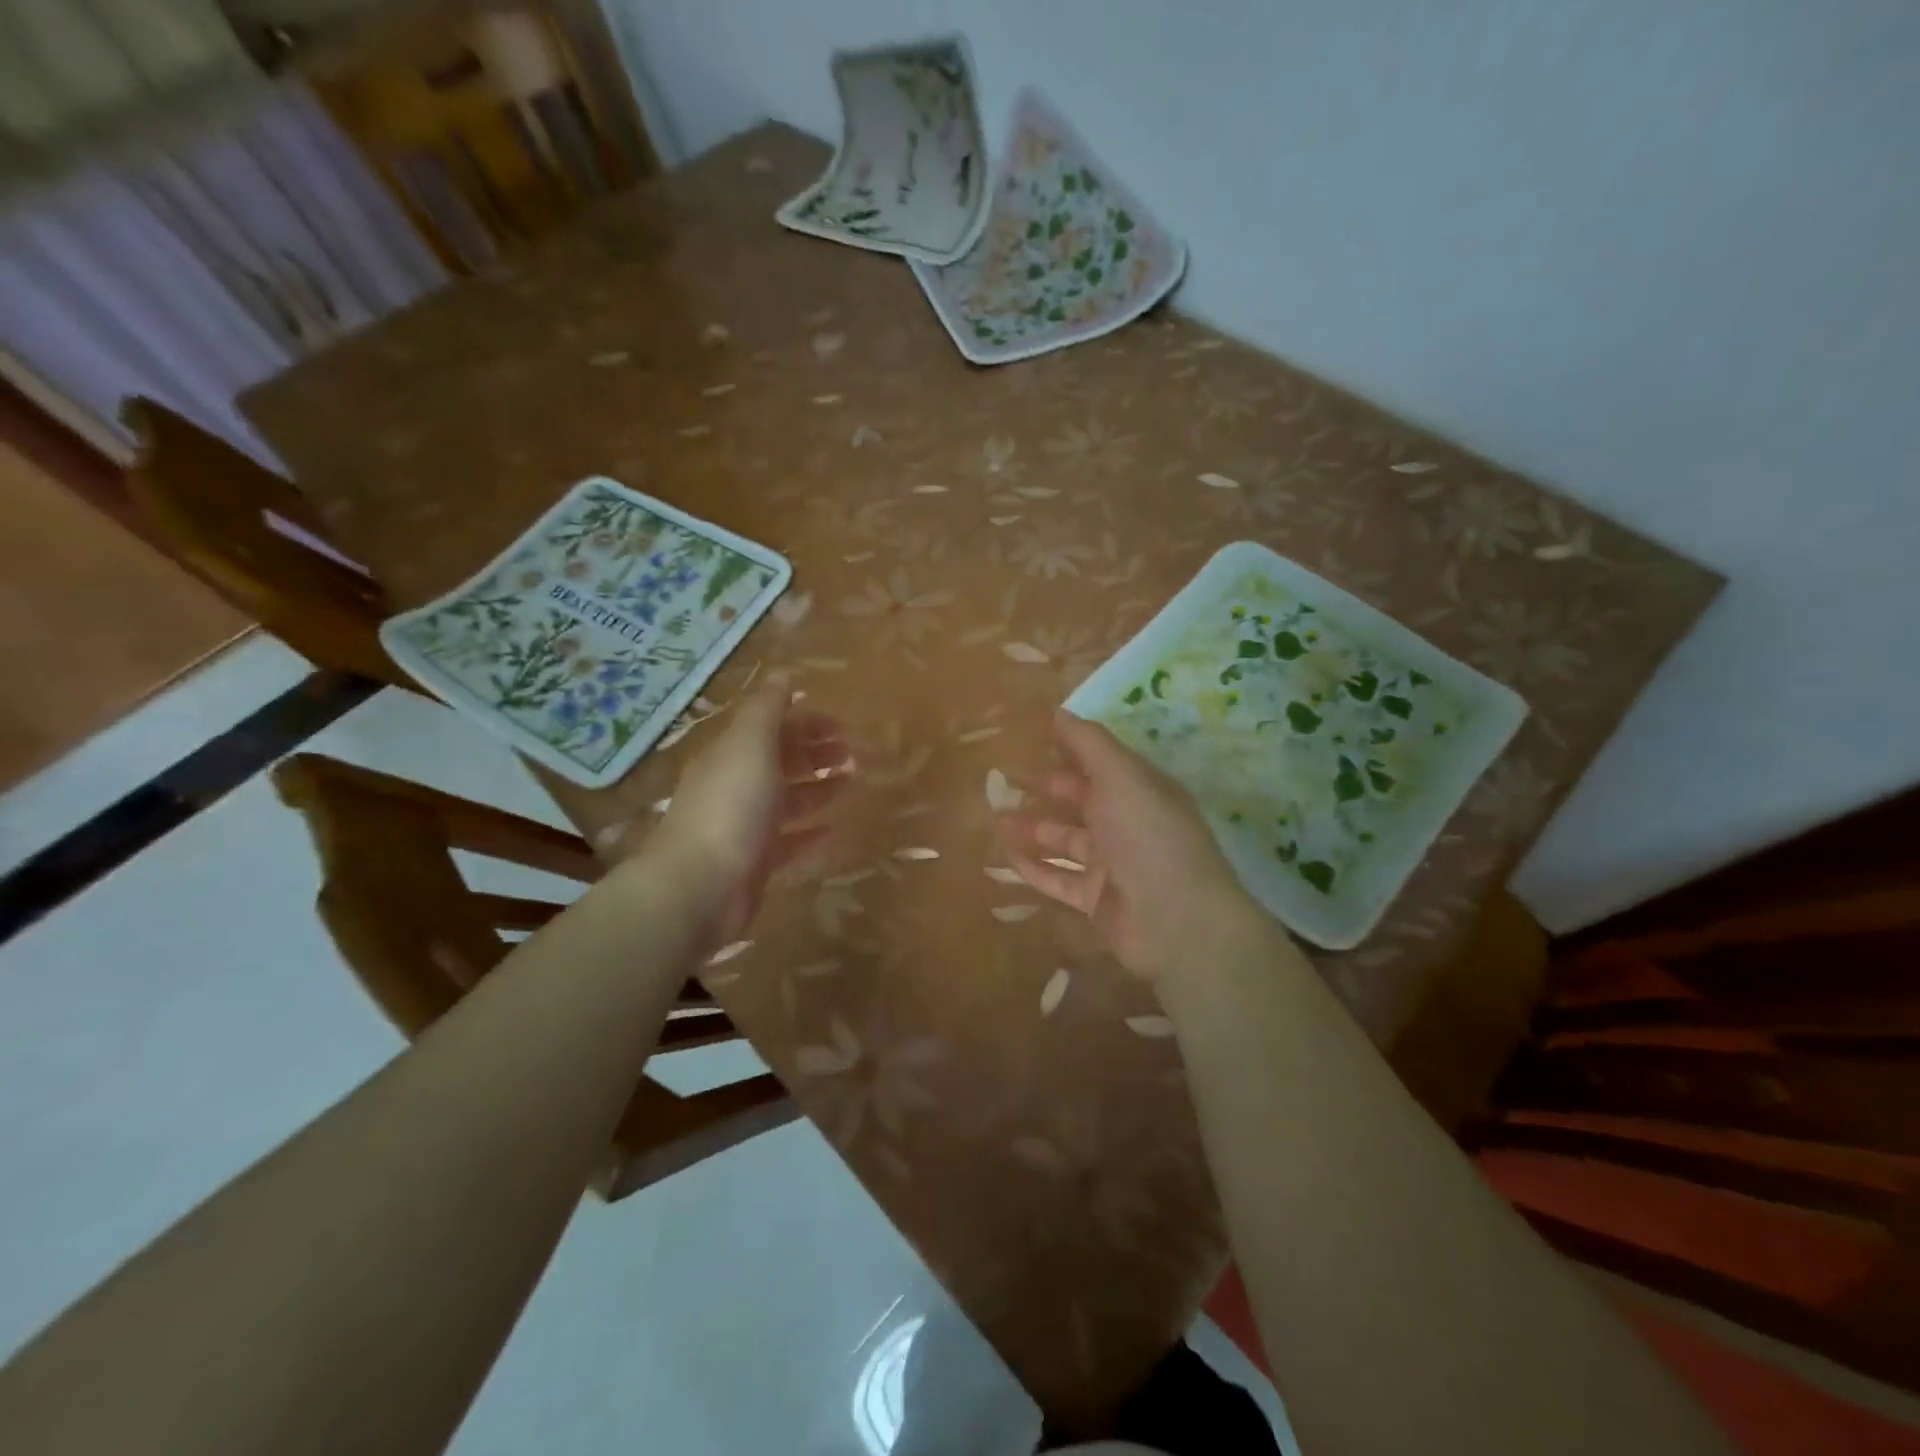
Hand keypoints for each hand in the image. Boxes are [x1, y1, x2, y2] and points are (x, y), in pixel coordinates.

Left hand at [657, 675, 850, 942]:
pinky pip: (789, 845)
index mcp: (732, 755)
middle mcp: (735, 787)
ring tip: (852, 784)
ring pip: (788, 802)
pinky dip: (812, 836)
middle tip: (854, 756)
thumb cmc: (730, 807)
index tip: (843, 727)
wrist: (700, 887)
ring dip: (819, 790)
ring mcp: (744, 828)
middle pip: (781, 763)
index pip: (772, 729)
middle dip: (816, 755)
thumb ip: (767, 709)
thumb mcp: (750, 745)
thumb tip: (782, 672)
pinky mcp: (754, 865)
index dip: (806, 724)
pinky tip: (837, 834)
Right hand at [1000, 711, 1270, 980]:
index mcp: (1139, 789)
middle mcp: (1126, 823)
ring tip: (996, 818)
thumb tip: (1059, 711)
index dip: (1068, 749)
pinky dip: (1034, 868)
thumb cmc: (1148, 836)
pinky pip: (1058, 879)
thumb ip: (1089, 743)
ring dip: (1032, 829)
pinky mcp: (1095, 899)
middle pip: (1080, 801)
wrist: (1175, 920)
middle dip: (1045, 789)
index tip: (1030, 739)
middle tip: (1002, 780)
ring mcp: (1111, 864)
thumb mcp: (1121, 776)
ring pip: (1064, 840)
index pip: (1100, 762)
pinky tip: (1005, 856)